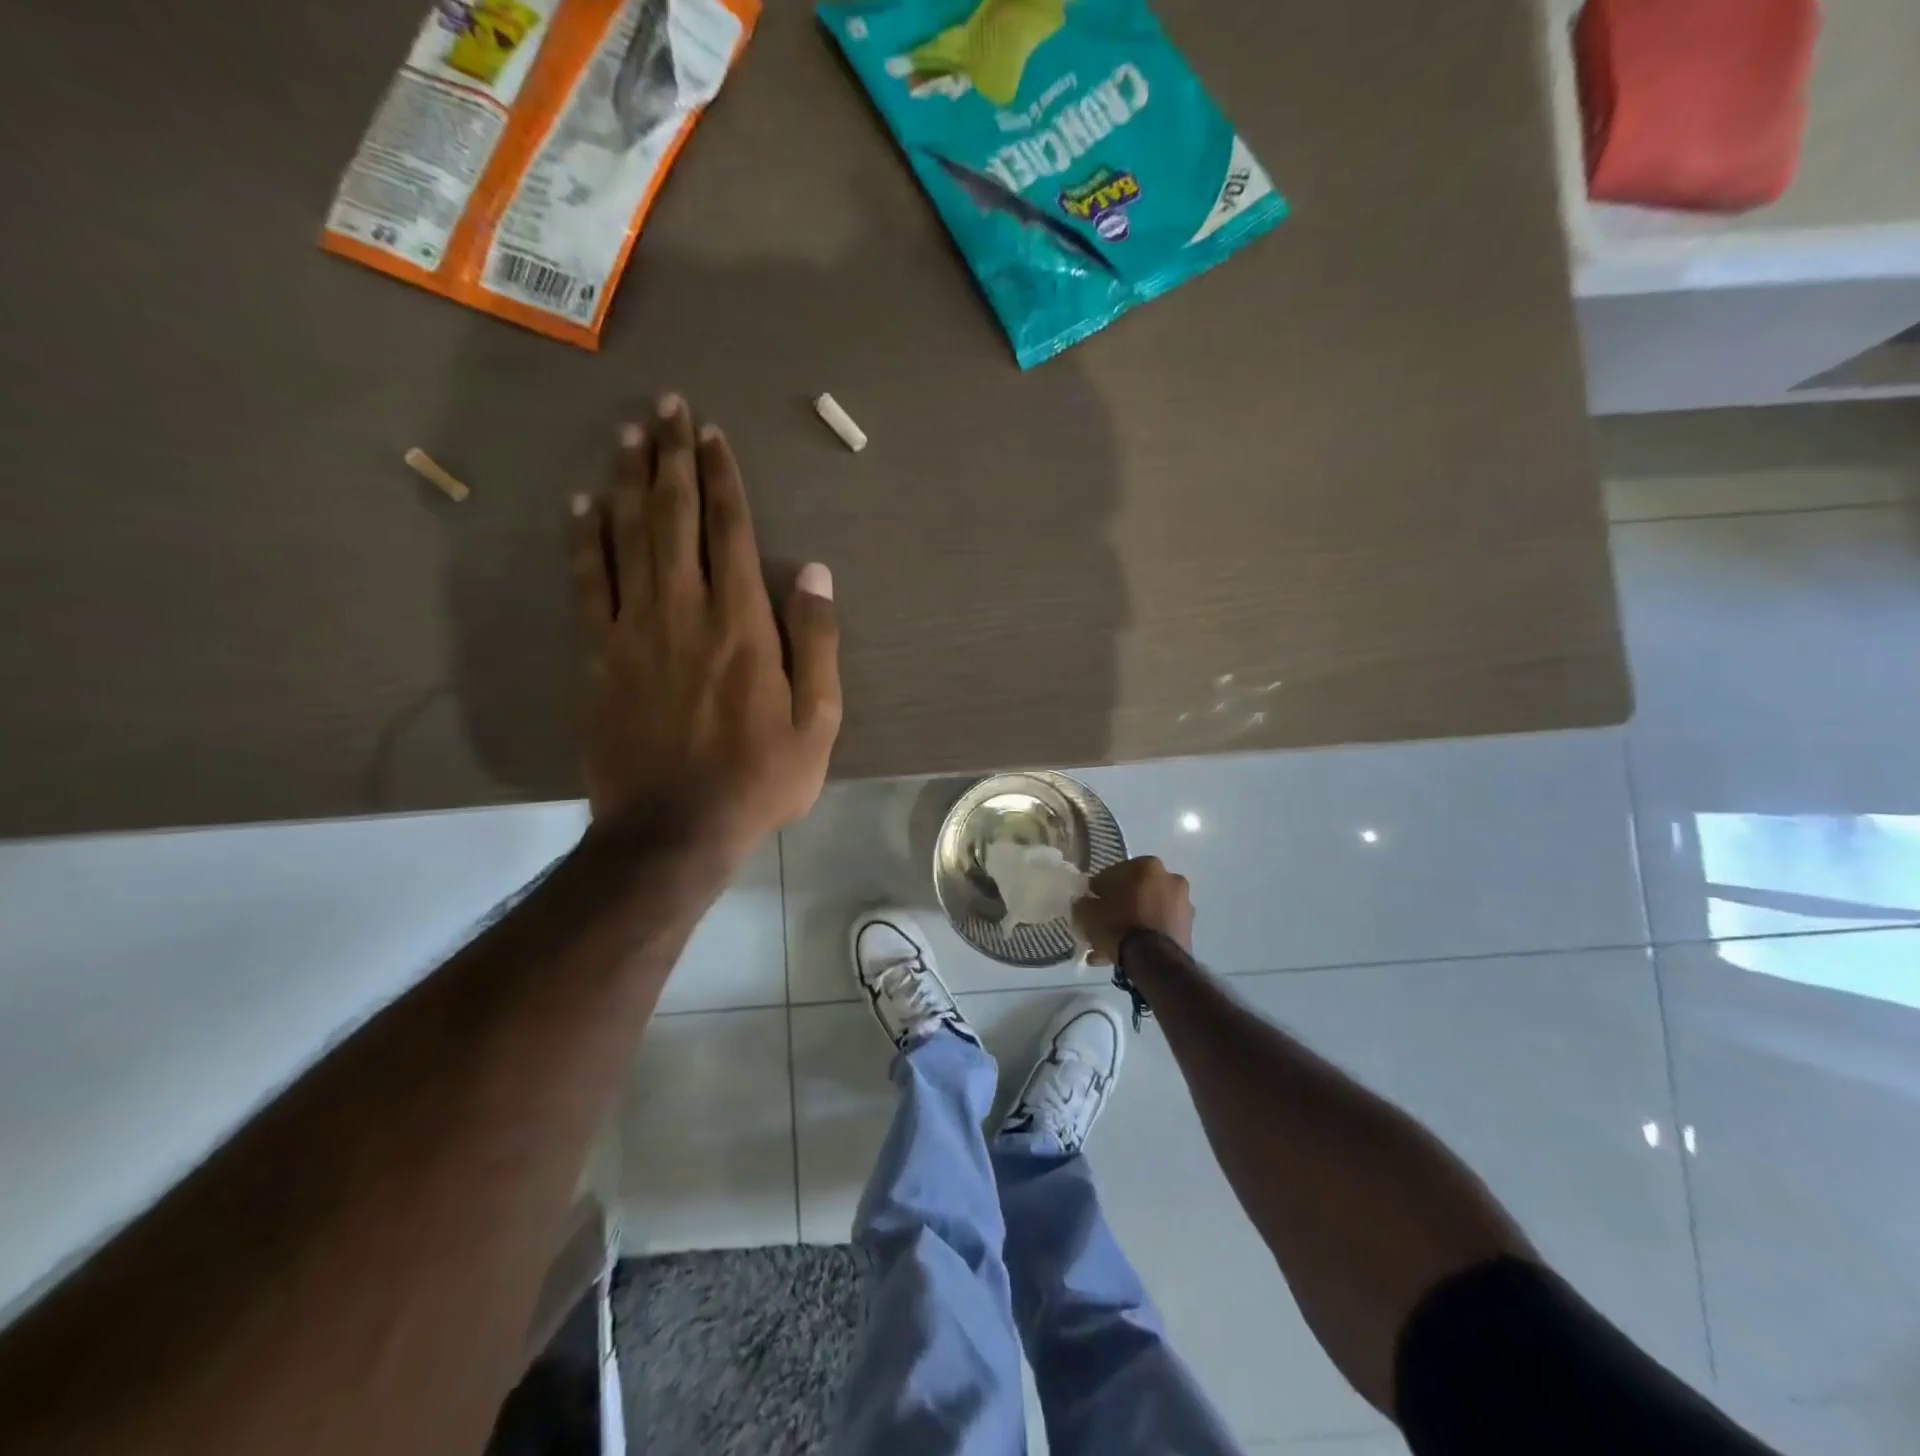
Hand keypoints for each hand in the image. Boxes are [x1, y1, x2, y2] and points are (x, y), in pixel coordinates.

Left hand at [569, 394, 840, 856]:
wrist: (674, 828)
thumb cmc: (759, 778)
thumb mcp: (818, 721)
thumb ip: (817, 641)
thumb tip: (812, 571)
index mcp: (742, 624)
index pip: (730, 530)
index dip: (722, 478)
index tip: (712, 433)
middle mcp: (684, 610)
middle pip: (674, 517)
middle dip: (672, 457)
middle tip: (665, 406)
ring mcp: (633, 629)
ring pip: (627, 537)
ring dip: (628, 480)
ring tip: (627, 434)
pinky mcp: (598, 655)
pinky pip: (587, 583)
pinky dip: (584, 539)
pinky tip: (582, 505)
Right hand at [1074, 856, 1193, 965]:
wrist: (1155, 961)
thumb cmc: (1119, 926)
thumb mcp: (1088, 913)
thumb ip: (1084, 903)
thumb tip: (1085, 902)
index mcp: (1147, 866)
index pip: (1114, 873)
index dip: (1099, 889)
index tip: (1091, 902)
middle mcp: (1170, 878)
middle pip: (1135, 891)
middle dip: (1118, 906)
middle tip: (1102, 922)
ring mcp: (1182, 904)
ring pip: (1147, 911)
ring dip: (1131, 923)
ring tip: (1110, 946)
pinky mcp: (1188, 928)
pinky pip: (1157, 927)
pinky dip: (1143, 936)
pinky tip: (1124, 954)